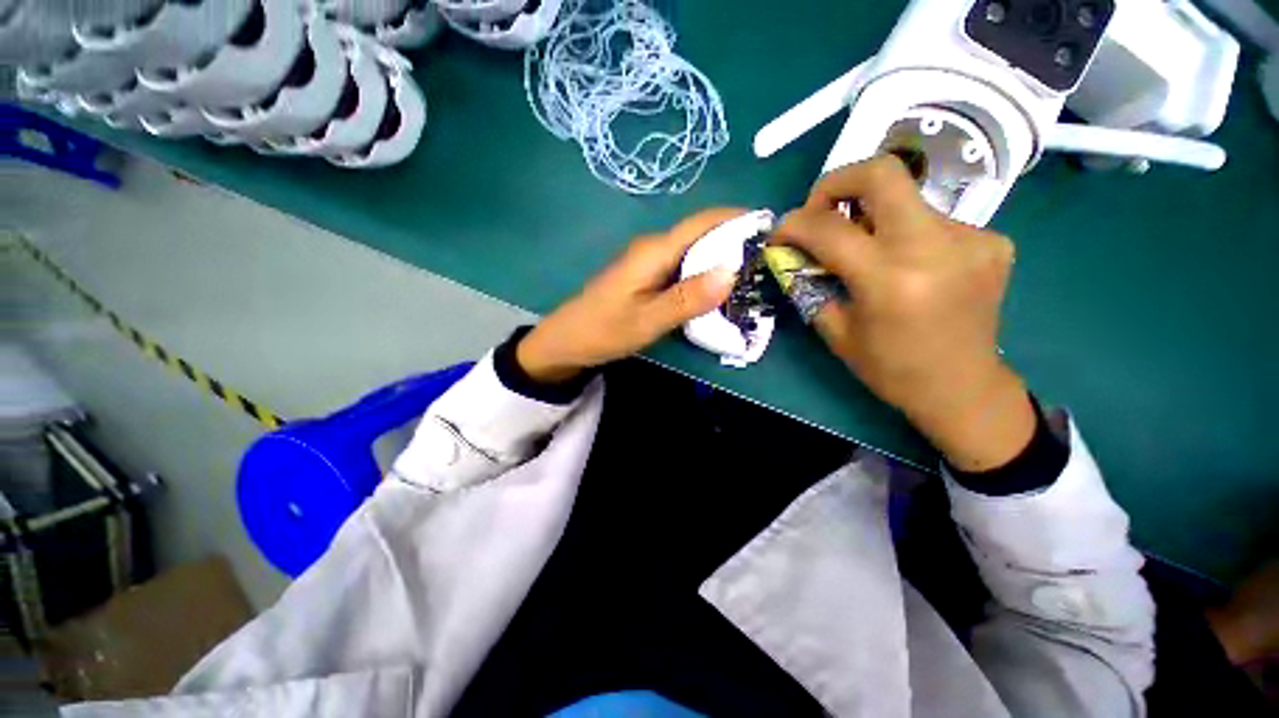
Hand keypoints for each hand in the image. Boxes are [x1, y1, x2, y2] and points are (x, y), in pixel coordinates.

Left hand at [517, 209, 746, 382]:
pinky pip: (682, 269)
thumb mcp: (648, 320)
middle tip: (767, 263)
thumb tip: (731, 272)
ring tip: (751, 278)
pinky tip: (717, 292)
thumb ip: (687, 298)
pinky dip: (703, 276)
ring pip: (693, 253)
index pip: (703, 223)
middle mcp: (654, 248)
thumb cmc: (605, 330)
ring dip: (721, 261)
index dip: (737, 219)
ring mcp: (649, 262)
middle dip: (735, 242)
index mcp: (655, 251)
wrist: (568, 341)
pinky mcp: (647, 277)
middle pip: (701, 235)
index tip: (771, 227)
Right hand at [776, 157, 1034, 470]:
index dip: (794, 223)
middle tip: (820, 209)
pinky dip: (904, 233)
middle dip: (836, 182)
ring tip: (865, 250)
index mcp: (889, 281)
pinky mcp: (992, 240)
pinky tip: (906, 265)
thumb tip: (791, 251)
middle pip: (881, 174)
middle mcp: (935, 247)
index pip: (828, 228)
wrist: (962, 387)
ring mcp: (972, 238)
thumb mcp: (835, 330)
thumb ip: (810, 284)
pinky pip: (931, 220)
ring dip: (871, 217)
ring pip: (905, 199)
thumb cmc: (889, 368)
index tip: (780, 232)